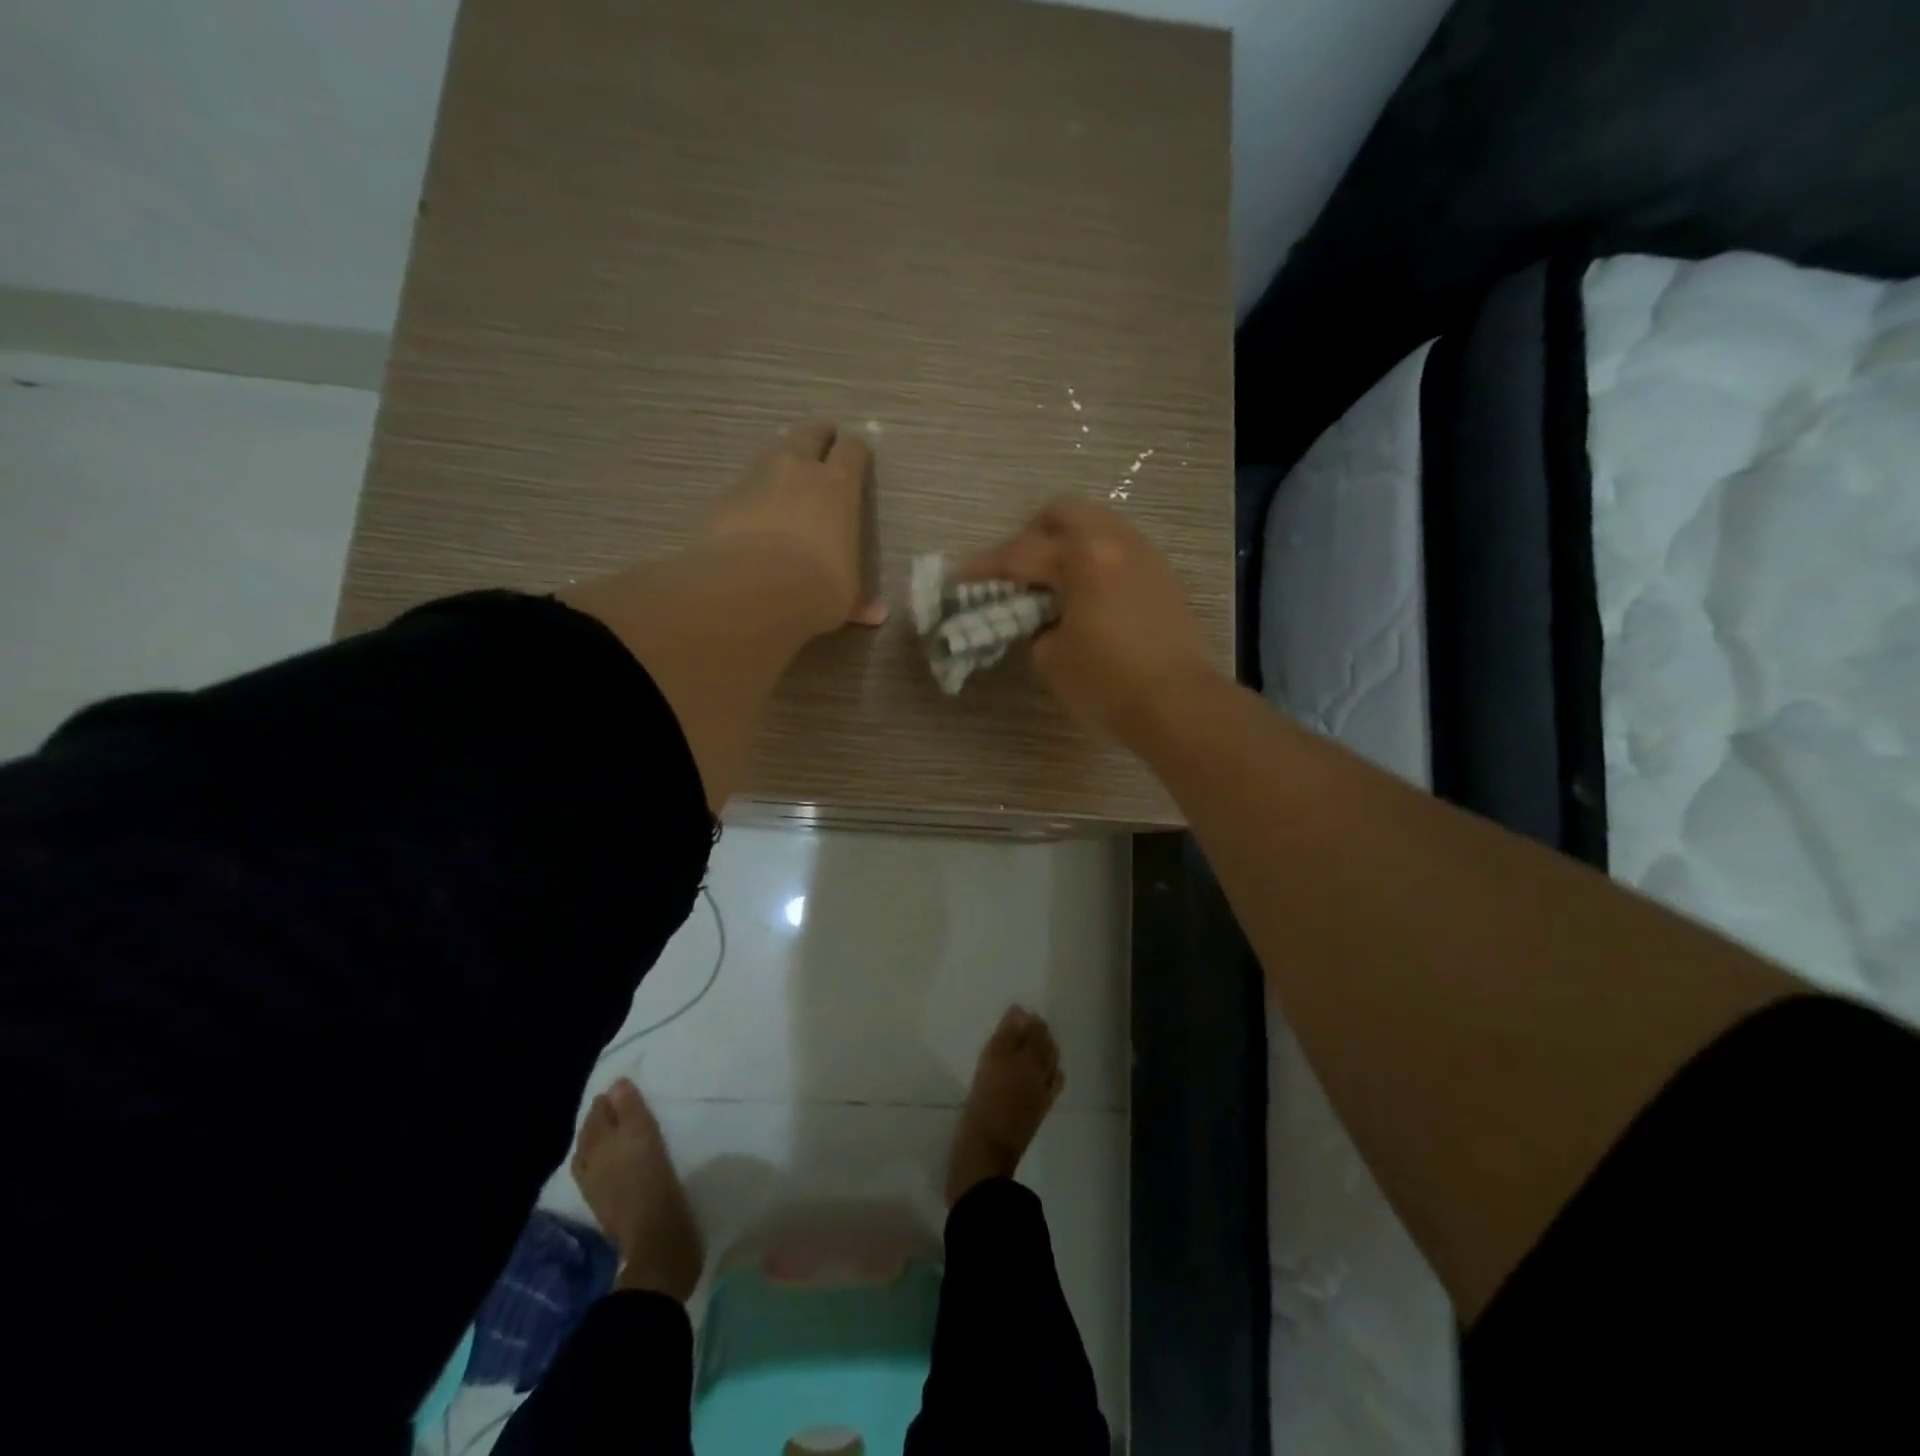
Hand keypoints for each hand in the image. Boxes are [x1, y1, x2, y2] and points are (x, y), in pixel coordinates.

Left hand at [703, 420, 886, 632]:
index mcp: (839, 487)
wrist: (753, 589)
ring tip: (784, 481)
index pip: (853, 451)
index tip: (857, 460)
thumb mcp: (845, 597)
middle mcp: (799, 470)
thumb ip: (859, 599)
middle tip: (821, 447)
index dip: (856, 454)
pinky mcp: (726, 496)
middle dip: (818, 437)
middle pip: (810, 433)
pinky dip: (752, 494)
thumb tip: (877, 614)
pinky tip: (753, 516)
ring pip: (773, 452)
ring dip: (782, 462)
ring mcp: (758, 477)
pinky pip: (744, 485)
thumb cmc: (817, 588)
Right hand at [962, 498, 1213, 739]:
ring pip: (1096, 526)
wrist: (1180, 705)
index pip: (1020, 553)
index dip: (985, 566)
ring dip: (1066, 546)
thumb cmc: (1108, 683)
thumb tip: (1043, 620)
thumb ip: (1036, 628)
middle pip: (1063, 514)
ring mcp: (1146, 555)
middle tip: (1016, 573)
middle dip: (1030, 537)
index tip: (959, 574)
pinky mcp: (1163, 576)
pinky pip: (1119, 549)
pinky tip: (1087, 596)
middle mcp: (1116, 541)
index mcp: (1083, 556)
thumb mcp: (1052, 659)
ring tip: (1052, 584)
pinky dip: (1094, 561)